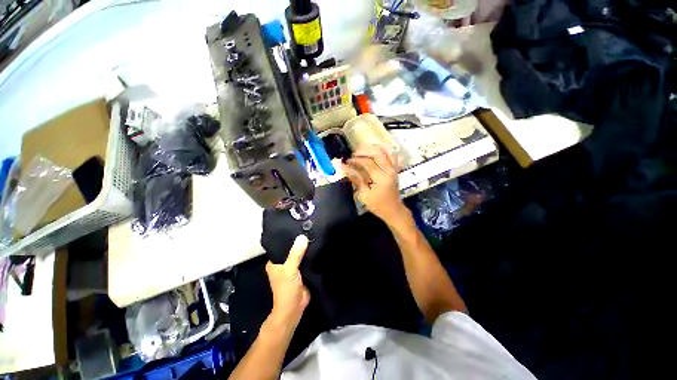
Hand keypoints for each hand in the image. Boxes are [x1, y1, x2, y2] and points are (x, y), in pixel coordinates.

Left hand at [265, 235, 310, 327]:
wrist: (294, 309)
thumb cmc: (286, 289)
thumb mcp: (290, 270)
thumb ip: (296, 254)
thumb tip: (303, 236)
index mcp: (274, 262)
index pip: (281, 245)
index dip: (289, 237)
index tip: (298, 226)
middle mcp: (283, 263)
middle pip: (292, 249)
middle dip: (299, 242)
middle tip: (309, 228)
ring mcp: (293, 267)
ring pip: (299, 254)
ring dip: (305, 248)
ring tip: (314, 234)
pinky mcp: (302, 271)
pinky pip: (306, 260)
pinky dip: (310, 255)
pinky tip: (317, 246)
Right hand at [343, 145, 408, 224]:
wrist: (394, 211)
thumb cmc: (378, 205)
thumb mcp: (364, 195)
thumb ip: (356, 179)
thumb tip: (345, 168)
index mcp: (381, 177)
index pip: (367, 162)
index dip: (355, 160)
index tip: (346, 162)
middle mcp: (389, 170)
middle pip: (377, 152)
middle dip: (364, 151)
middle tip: (353, 154)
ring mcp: (394, 169)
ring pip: (386, 151)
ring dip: (374, 148)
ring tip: (363, 151)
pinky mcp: (395, 170)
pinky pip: (392, 156)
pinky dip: (384, 152)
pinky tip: (376, 153)